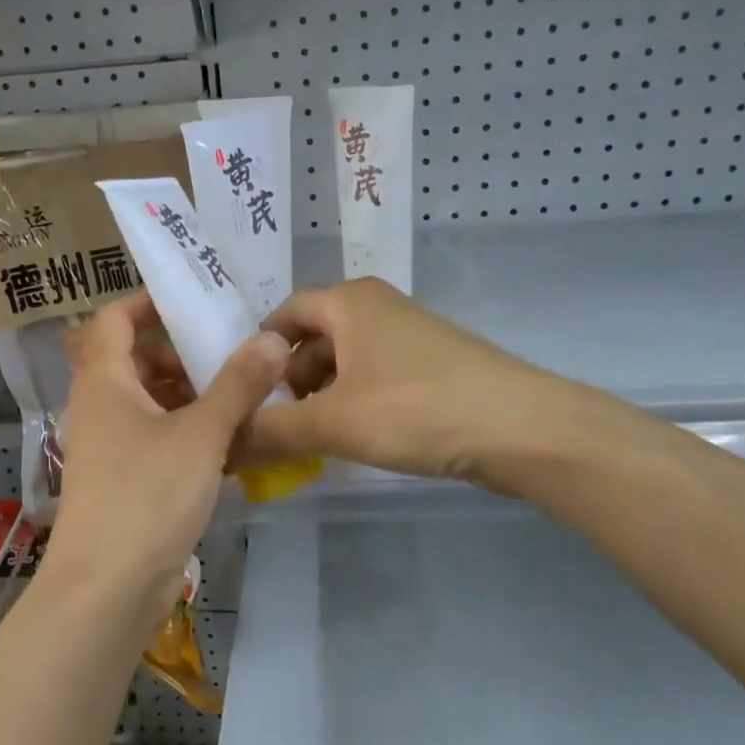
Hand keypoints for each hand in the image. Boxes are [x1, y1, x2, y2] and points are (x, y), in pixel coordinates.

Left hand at [49, 293, 287, 612]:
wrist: (106, 590)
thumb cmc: (146, 496)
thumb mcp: (200, 434)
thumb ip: (238, 384)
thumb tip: (272, 338)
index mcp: (104, 381)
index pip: (115, 319)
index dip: (149, 302)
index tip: (196, 299)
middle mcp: (101, 407)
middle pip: (137, 359)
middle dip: (183, 351)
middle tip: (234, 348)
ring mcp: (113, 447)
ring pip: (153, 402)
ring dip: (194, 394)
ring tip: (245, 392)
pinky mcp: (128, 481)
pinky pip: (160, 439)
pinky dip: (192, 432)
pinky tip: (234, 441)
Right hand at [242, 278, 560, 493]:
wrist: (520, 428)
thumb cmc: (415, 409)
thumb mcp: (333, 422)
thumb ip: (272, 431)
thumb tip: (223, 443)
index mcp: (348, 301)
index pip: (283, 314)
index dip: (257, 354)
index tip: (242, 395)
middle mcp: (377, 305)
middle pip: (313, 337)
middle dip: (290, 380)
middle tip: (277, 424)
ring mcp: (409, 333)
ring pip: (345, 359)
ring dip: (323, 395)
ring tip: (313, 438)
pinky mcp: (432, 363)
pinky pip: (375, 375)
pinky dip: (355, 401)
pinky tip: (356, 436)